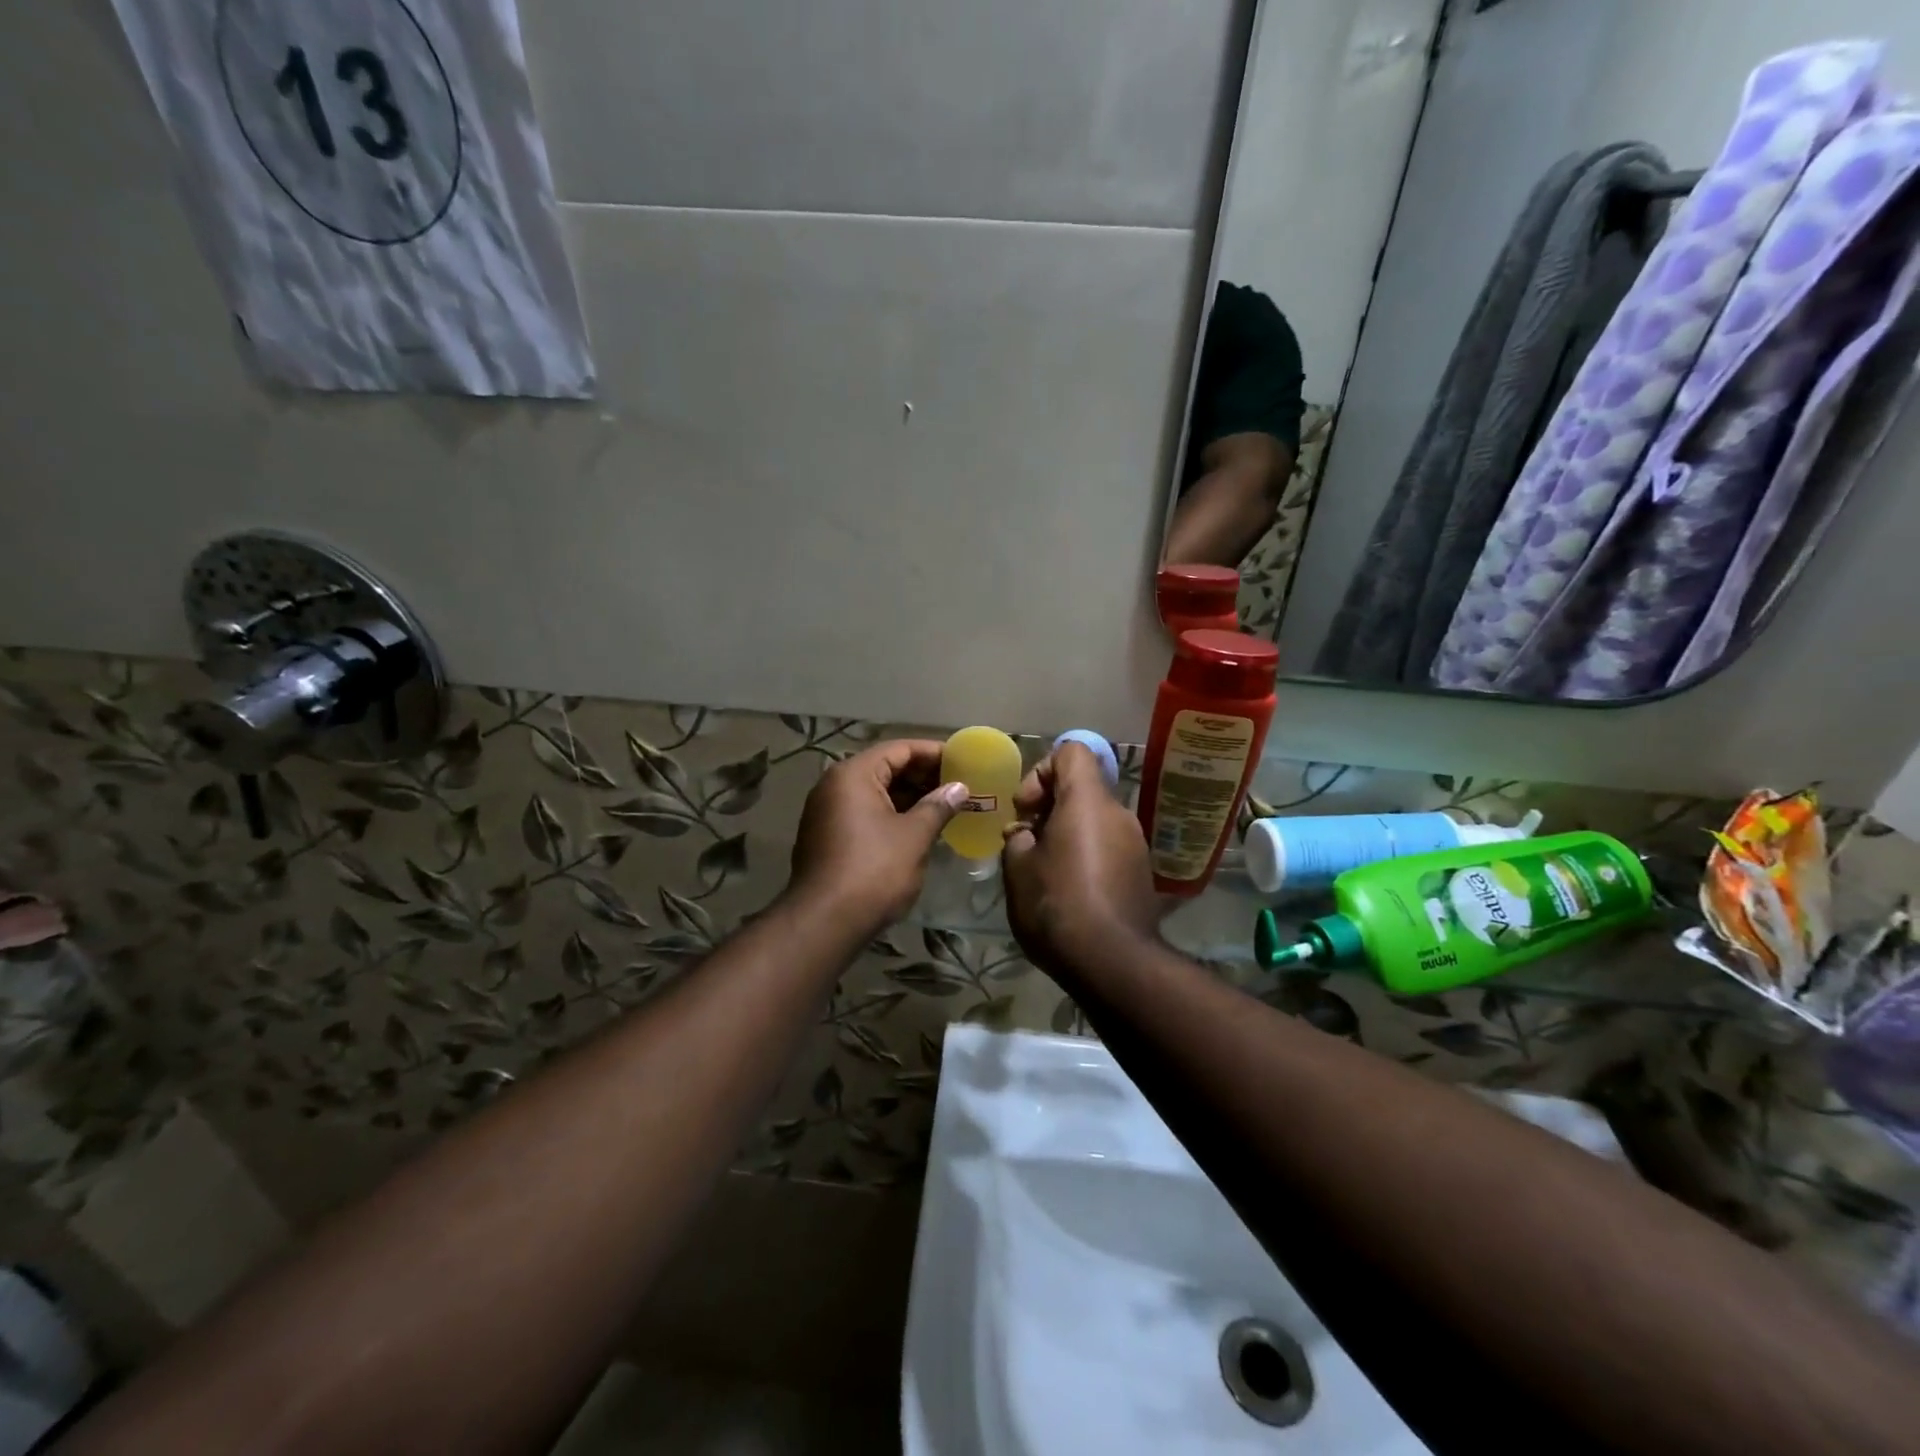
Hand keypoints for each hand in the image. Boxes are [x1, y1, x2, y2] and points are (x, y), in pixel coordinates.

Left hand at [788, 739, 968, 935]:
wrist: (825, 922)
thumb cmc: (874, 870)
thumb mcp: (914, 836)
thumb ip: (938, 806)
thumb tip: (959, 788)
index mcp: (853, 775)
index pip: (899, 749)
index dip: (933, 753)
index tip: (963, 761)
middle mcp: (834, 785)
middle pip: (885, 768)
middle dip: (922, 776)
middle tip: (958, 786)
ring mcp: (826, 812)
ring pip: (875, 793)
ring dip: (909, 797)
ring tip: (945, 806)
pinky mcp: (827, 837)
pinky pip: (864, 813)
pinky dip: (891, 814)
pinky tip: (918, 828)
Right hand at [1002, 743, 1159, 976]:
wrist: (1112, 962)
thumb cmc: (1057, 904)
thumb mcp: (1018, 868)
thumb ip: (1018, 838)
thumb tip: (1026, 834)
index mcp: (1087, 801)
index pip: (1072, 752)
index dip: (1041, 770)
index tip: (1025, 809)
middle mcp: (1118, 813)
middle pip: (1082, 788)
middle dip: (1049, 808)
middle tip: (1026, 843)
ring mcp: (1135, 844)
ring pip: (1094, 820)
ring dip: (1066, 834)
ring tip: (1044, 871)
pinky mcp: (1141, 872)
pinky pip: (1108, 846)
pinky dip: (1086, 855)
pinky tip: (1068, 891)